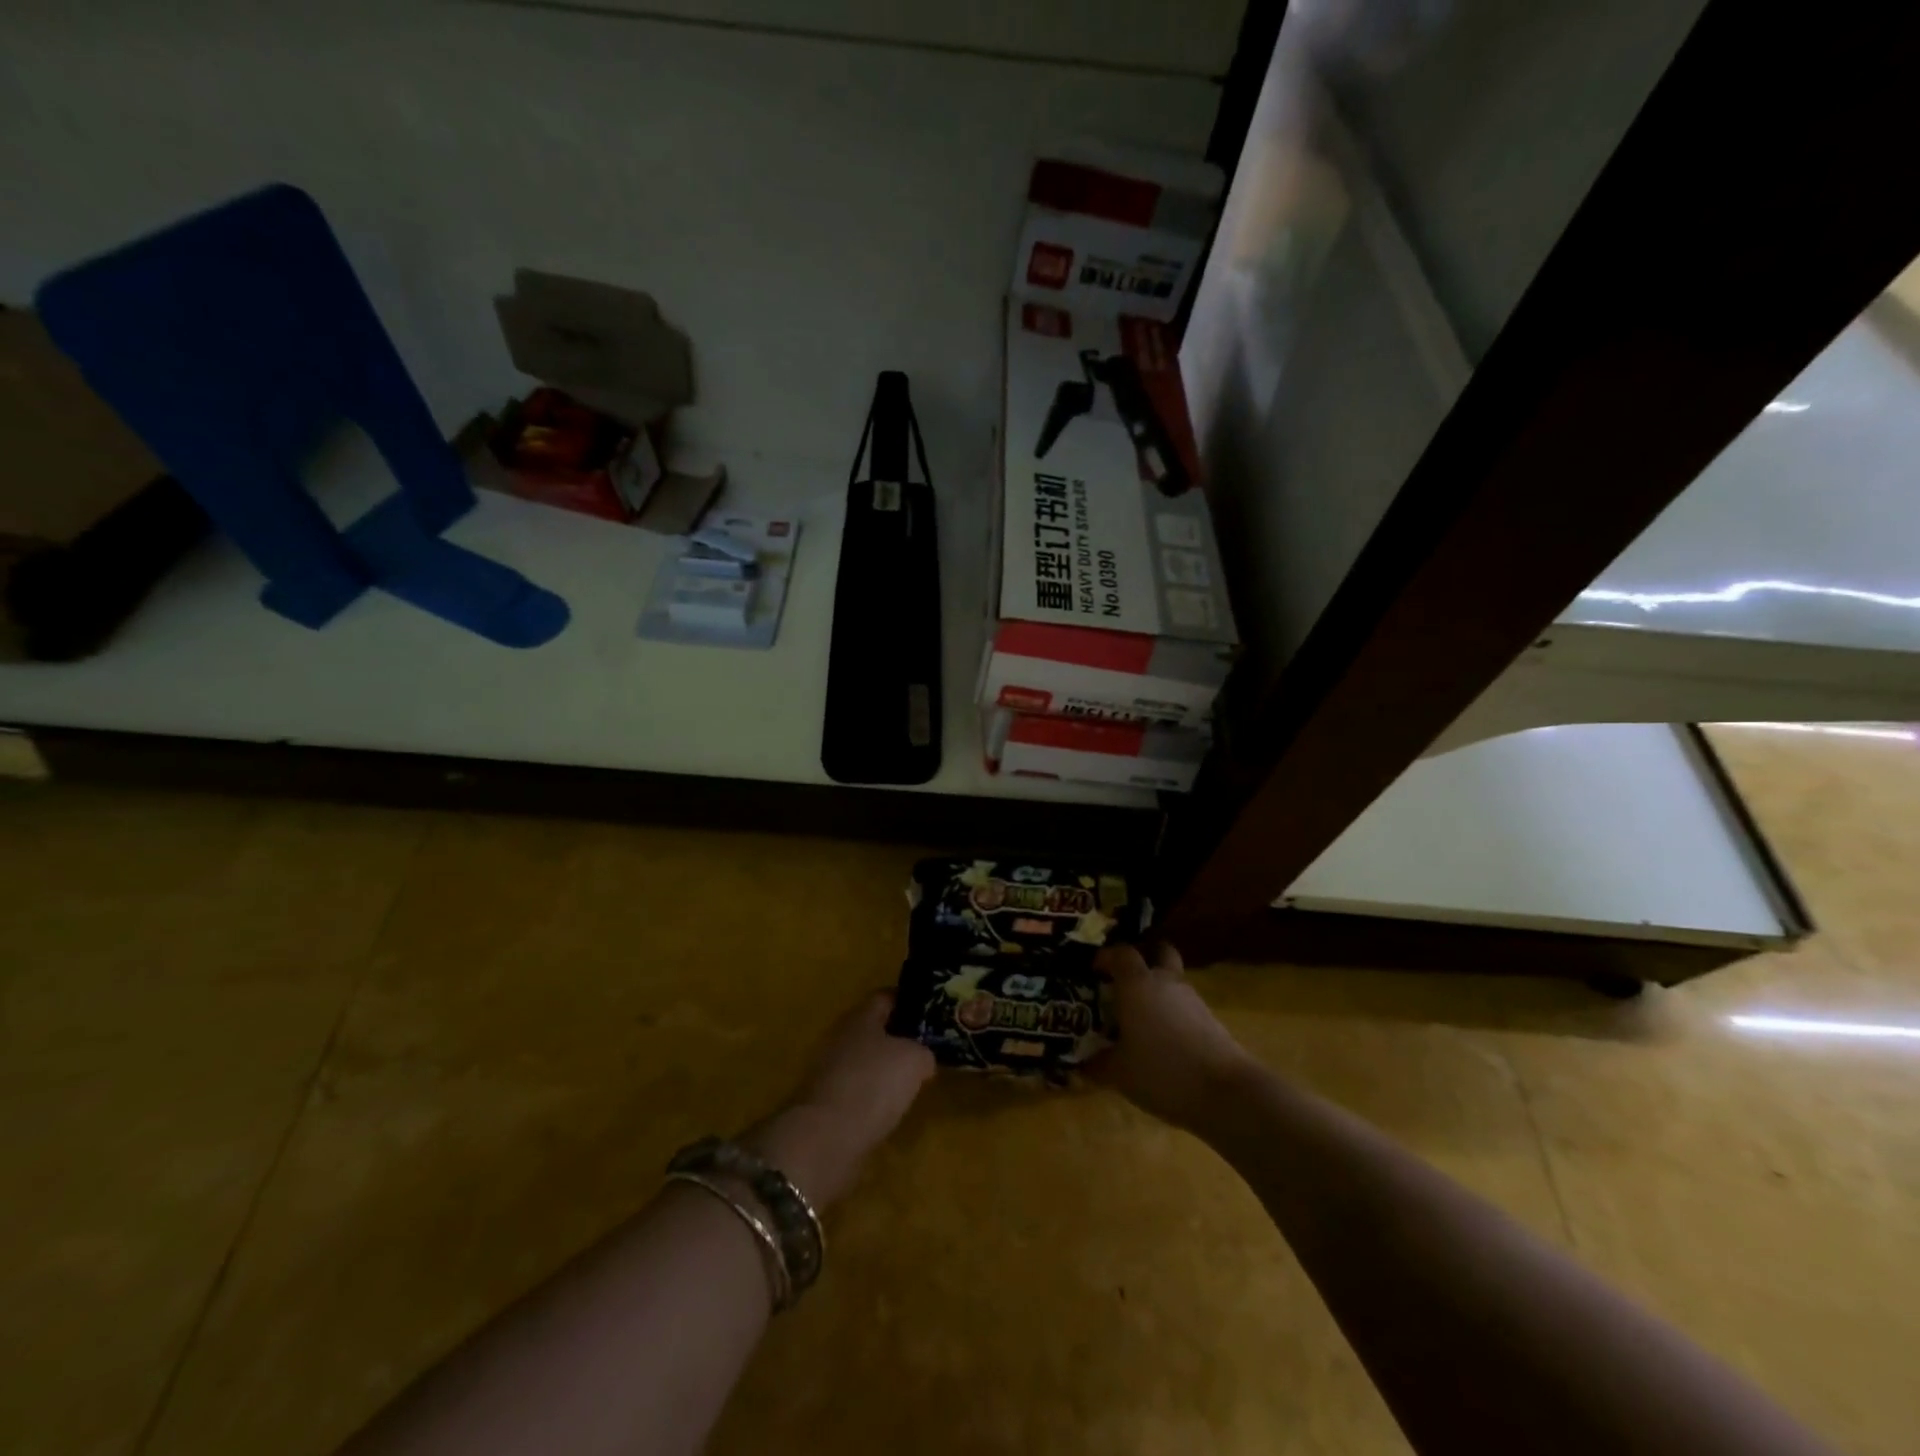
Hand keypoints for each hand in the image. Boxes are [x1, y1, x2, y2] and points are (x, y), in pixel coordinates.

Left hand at [744, 991, 933, 1207]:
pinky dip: (873, 1095)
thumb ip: (923, 1052)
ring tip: (912, 1080)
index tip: (929, 1012)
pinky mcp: (826, 1103)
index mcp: (860, 1017)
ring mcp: (830, 1071)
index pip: (885, 997)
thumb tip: (922, 1059)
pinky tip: (890, 1107)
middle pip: (873, 1029)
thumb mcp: (914, 1060)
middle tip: (925, 1047)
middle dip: (897, 1037)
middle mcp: (841, 1037)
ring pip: (865, 1061)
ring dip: (884, 1069)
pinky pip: (857, 1090)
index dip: (908, 1002)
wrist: (826, 1137)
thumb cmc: (873, 1083)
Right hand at [1087, 942, 1254, 1131]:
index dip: (1107, 956)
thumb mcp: (1119, 1073)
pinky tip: (1164, 1041)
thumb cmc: (1162, 1072)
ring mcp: (1192, 999)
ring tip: (1141, 1019)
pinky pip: (1185, 1007)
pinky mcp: (1211, 1020)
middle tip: (1125, 979)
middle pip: (1159, 951)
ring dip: (1158, 991)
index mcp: (1137, 984)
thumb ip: (1097, 1064)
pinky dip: (1173, 1014)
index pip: (1121, 952)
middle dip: (1144, 958)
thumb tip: (1082, 1063)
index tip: (1094, 970)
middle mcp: (1165, 982)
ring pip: (1173, 981)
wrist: (1226, 1092)